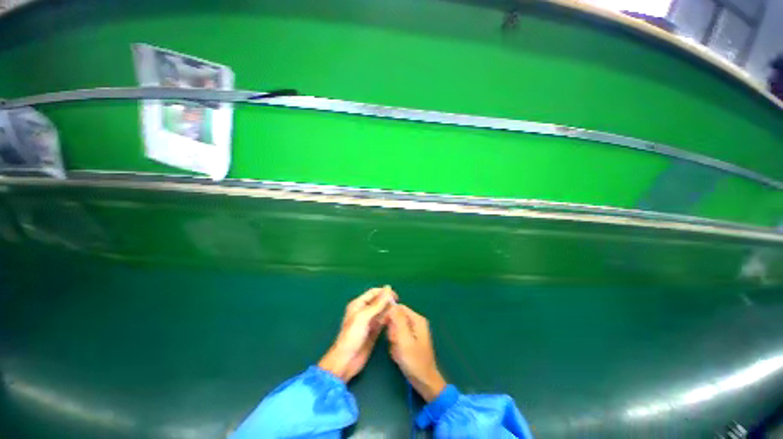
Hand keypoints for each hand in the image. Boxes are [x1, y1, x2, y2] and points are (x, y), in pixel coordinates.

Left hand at [318, 286, 396, 382]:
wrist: (347, 360)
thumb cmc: (352, 335)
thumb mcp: (364, 317)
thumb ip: (377, 303)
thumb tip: (388, 288)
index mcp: (358, 304)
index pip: (373, 292)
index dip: (384, 292)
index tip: (395, 296)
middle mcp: (364, 310)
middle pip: (378, 301)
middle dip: (387, 301)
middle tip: (398, 305)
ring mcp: (369, 321)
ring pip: (382, 311)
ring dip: (389, 310)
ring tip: (398, 312)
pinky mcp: (374, 330)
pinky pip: (383, 321)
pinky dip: (388, 319)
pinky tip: (394, 320)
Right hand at [387, 304, 446, 401]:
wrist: (424, 382)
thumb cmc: (415, 361)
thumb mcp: (404, 339)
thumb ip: (398, 320)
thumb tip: (392, 305)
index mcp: (417, 319)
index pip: (399, 308)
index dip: (389, 314)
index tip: (383, 325)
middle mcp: (416, 322)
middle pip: (397, 318)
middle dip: (392, 331)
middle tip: (395, 342)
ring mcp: (414, 331)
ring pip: (396, 329)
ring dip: (393, 340)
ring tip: (398, 351)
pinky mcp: (411, 340)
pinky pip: (398, 338)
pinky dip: (396, 346)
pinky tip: (399, 355)